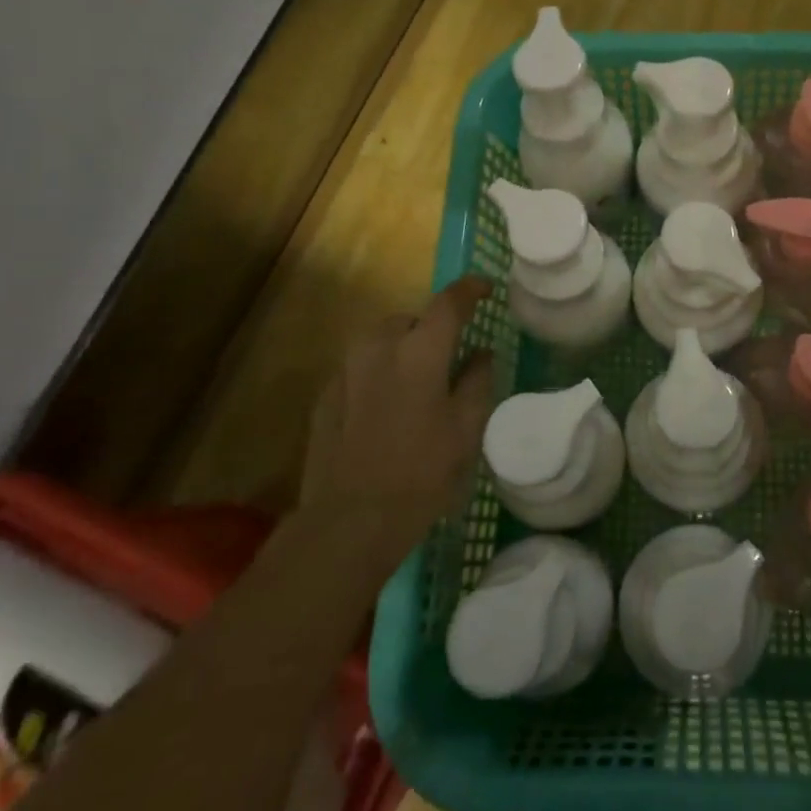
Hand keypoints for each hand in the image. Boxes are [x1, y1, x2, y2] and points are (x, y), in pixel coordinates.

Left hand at [300, 276, 495, 556]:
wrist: (349, 522)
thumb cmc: (421, 473)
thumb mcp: (466, 429)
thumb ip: (477, 382)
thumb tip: (481, 354)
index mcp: (420, 352)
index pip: (448, 303)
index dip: (470, 290)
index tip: (485, 288)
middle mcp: (379, 350)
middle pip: (409, 320)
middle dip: (430, 328)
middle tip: (450, 354)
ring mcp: (346, 373)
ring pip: (379, 341)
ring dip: (401, 347)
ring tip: (417, 379)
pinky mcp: (325, 399)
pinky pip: (359, 369)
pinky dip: (378, 373)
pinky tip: (387, 407)